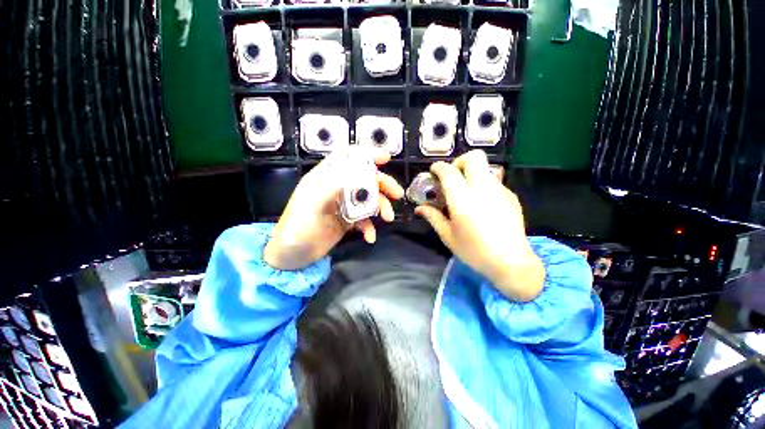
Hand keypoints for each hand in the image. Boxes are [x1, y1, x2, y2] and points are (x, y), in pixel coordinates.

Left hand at [264, 147, 404, 270]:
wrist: (292, 255)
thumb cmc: (296, 228)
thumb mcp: (309, 207)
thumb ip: (328, 190)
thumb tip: (349, 176)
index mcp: (325, 179)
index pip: (346, 158)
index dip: (366, 155)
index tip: (385, 158)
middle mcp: (337, 189)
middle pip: (364, 179)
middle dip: (382, 184)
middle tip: (397, 194)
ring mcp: (344, 205)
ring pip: (368, 199)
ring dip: (381, 207)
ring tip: (388, 218)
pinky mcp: (348, 221)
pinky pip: (364, 220)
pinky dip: (370, 227)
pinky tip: (370, 237)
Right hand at [415, 150, 544, 301]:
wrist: (511, 262)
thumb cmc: (474, 251)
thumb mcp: (448, 236)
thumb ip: (433, 217)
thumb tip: (419, 208)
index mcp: (462, 200)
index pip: (449, 172)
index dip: (439, 167)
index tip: (434, 171)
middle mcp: (482, 189)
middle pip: (474, 157)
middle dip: (460, 161)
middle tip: (453, 176)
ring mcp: (500, 190)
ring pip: (485, 169)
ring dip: (472, 174)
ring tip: (466, 193)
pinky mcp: (511, 196)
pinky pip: (493, 182)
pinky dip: (483, 186)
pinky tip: (482, 204)